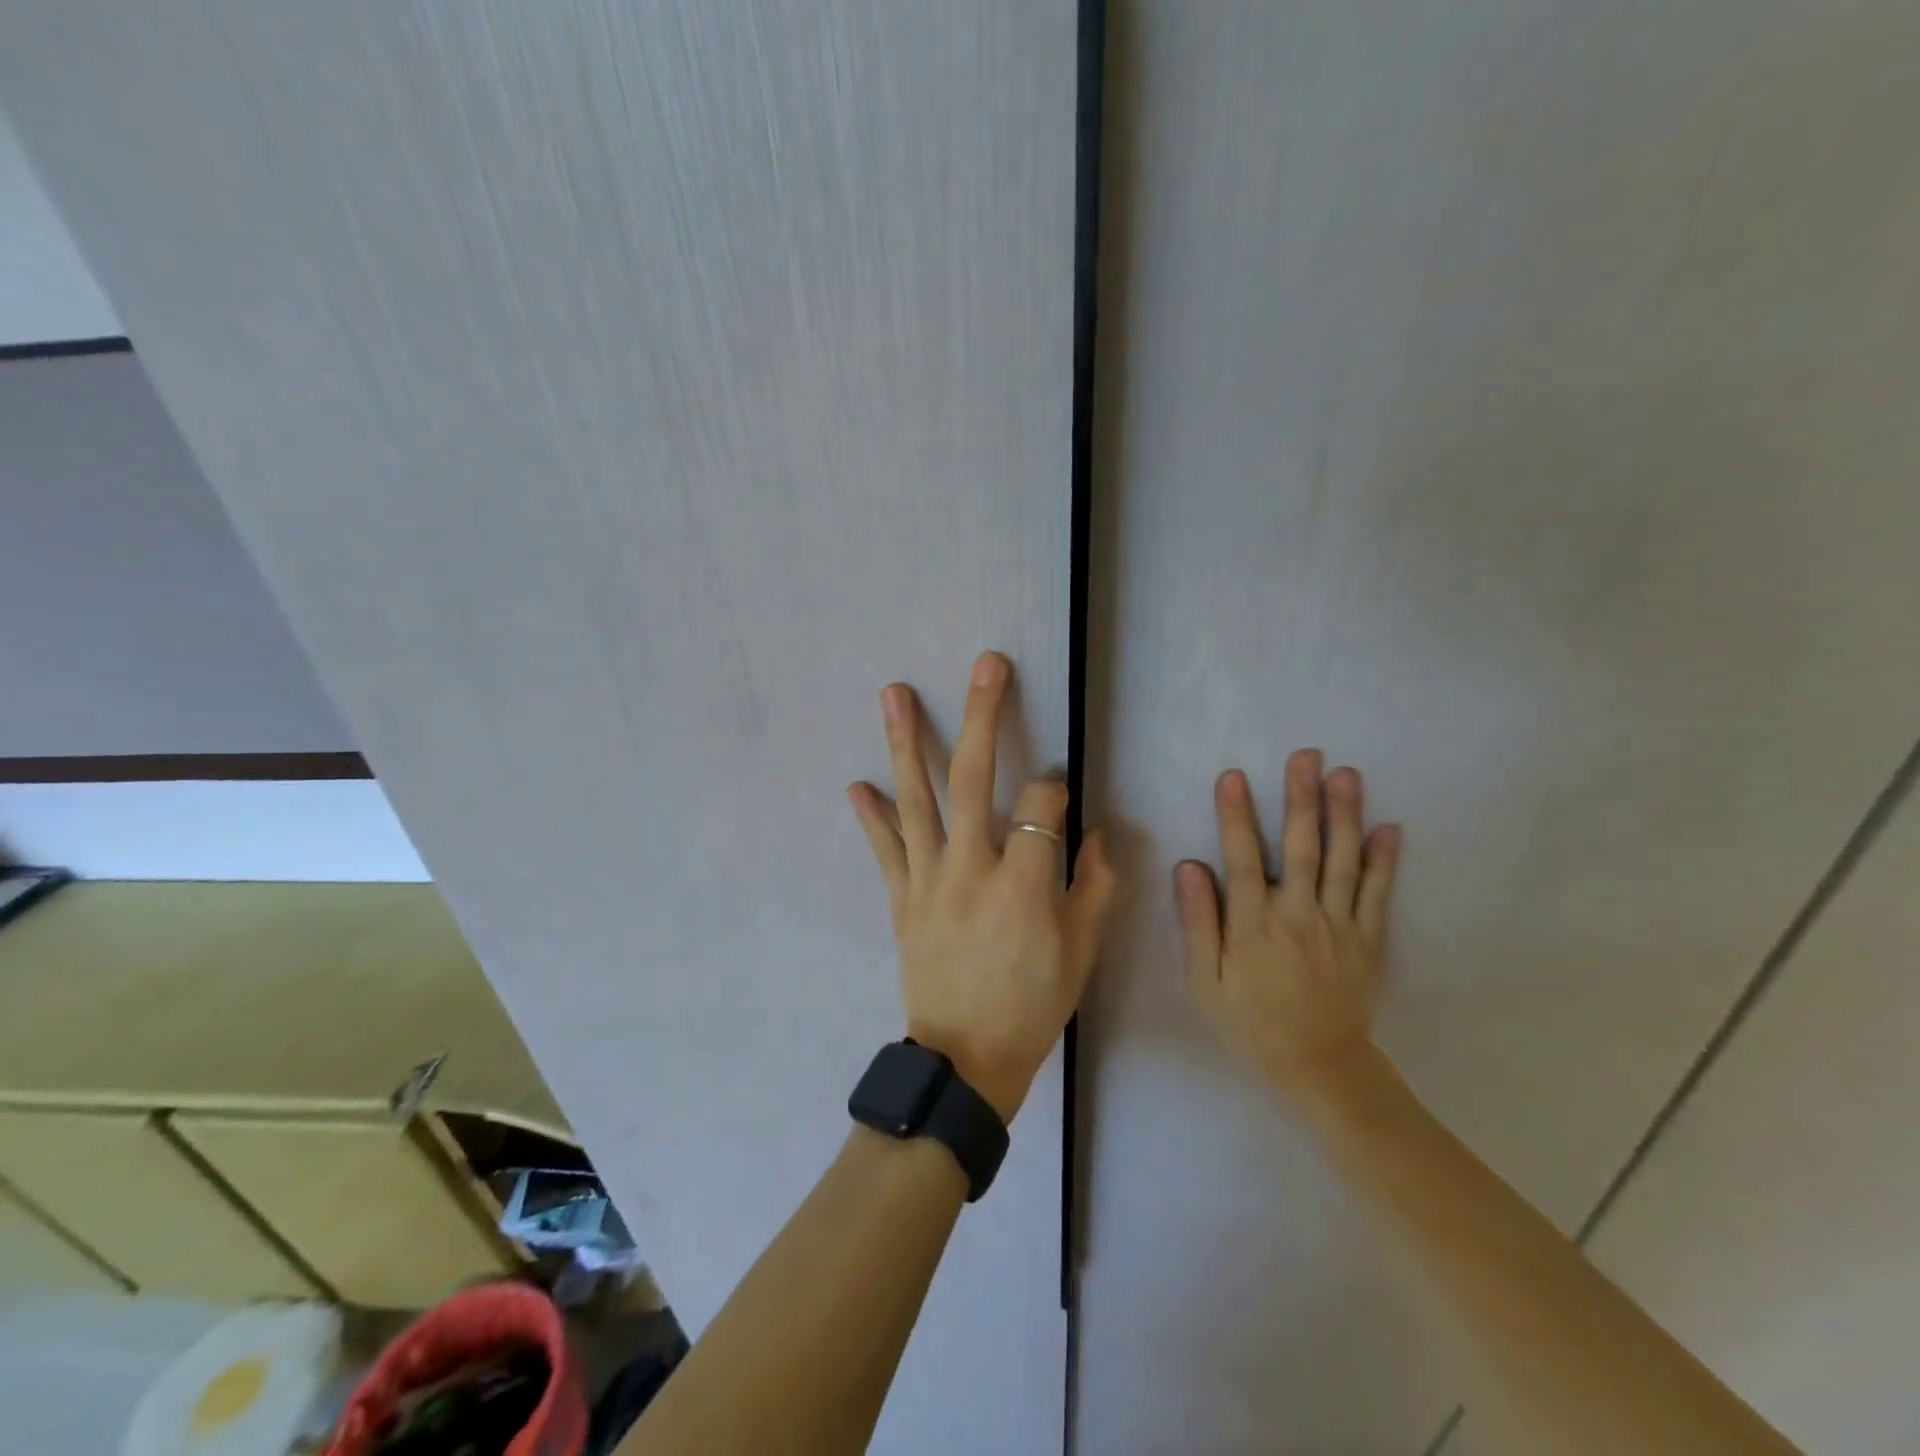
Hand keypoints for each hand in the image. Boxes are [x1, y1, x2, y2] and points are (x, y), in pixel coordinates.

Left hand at [847, 651, 1115, 1122]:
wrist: (966, 1061)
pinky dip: (871, 816)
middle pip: (973, 779)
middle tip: (986, 666)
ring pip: (916, 800)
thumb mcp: (1082, 953)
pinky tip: (856, 783)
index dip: (1053, 786)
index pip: (1041, 804)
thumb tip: (1101, 834)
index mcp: (1023, 884)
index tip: (1058, 787)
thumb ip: (1095, 887)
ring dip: (905, 743)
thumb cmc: (1033, 1006)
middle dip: (982, 716)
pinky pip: (885, 850)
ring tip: (893, 693)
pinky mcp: (901, 899)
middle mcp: (970, 869)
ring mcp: (928, 881)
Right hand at [1176, 750, 1400, 1099]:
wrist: (1318, 1067)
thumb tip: (1189, 867)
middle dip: (1301, 799)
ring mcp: (1339, 926)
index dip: (1237, 816)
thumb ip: (1198, 923)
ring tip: (1346, 774)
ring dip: (1344, 815)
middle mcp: (1298, 916)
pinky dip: (1383, 861)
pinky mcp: (1368, 939)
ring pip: (1341, 861)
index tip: (1234, 776)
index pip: (1242, 859)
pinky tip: (1389, 828)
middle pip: (1300, 848)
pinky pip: (1378, 895)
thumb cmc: (1250, 1022)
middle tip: (1306, 755)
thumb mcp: (1204, 983)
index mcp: (1253, 926)